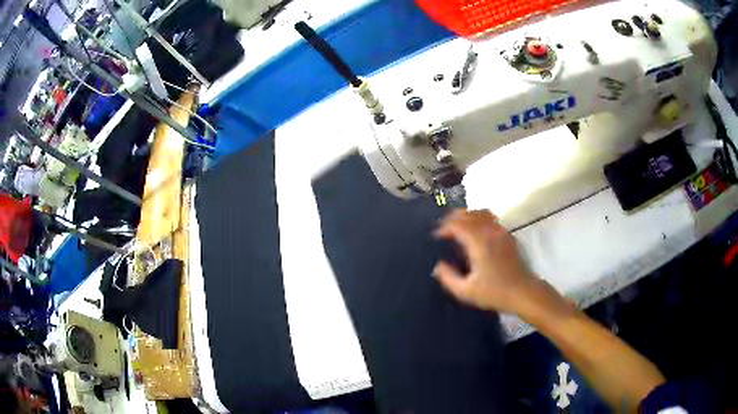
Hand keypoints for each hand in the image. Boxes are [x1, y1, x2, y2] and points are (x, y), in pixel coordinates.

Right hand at [433, 209, 538, 313]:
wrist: (522, 292)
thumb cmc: (494, 293)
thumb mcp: (466, 291)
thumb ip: (448, 278)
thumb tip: (438, 265)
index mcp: (479, 244)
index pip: (458, 225)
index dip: (444, 228)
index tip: (436, 236)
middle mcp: (490, 232)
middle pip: (469, 214)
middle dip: (454, 217)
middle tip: (443, 228)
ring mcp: (501, 232)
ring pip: (481, 213)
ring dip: (467, 215)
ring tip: (458, 225)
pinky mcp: (508, 235)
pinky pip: (491, 218)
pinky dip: (479, 218)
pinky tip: (475, 230)